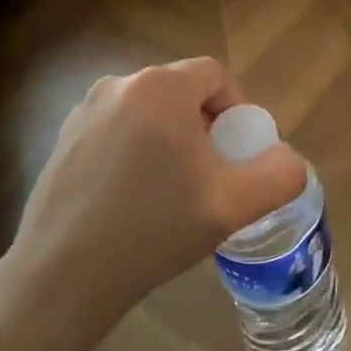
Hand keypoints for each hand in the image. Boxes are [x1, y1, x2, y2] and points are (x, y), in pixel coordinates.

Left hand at [0, 58, 306, 336]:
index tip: (239, 153)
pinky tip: (133, 198)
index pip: (216, 74)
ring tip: (173, 189)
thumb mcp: (235, 204)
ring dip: (171, 138)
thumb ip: (280, 174)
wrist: (64, 276)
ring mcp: (83, 112)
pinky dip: (136, 150)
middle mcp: (117, 86)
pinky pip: (117, 129)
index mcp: (160, 88)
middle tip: (211, 174)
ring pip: (149, 111)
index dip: (238, 108)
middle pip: (182, 91)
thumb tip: (287, 160)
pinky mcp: (63, 140)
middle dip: (205, 125)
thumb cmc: (154, 229)